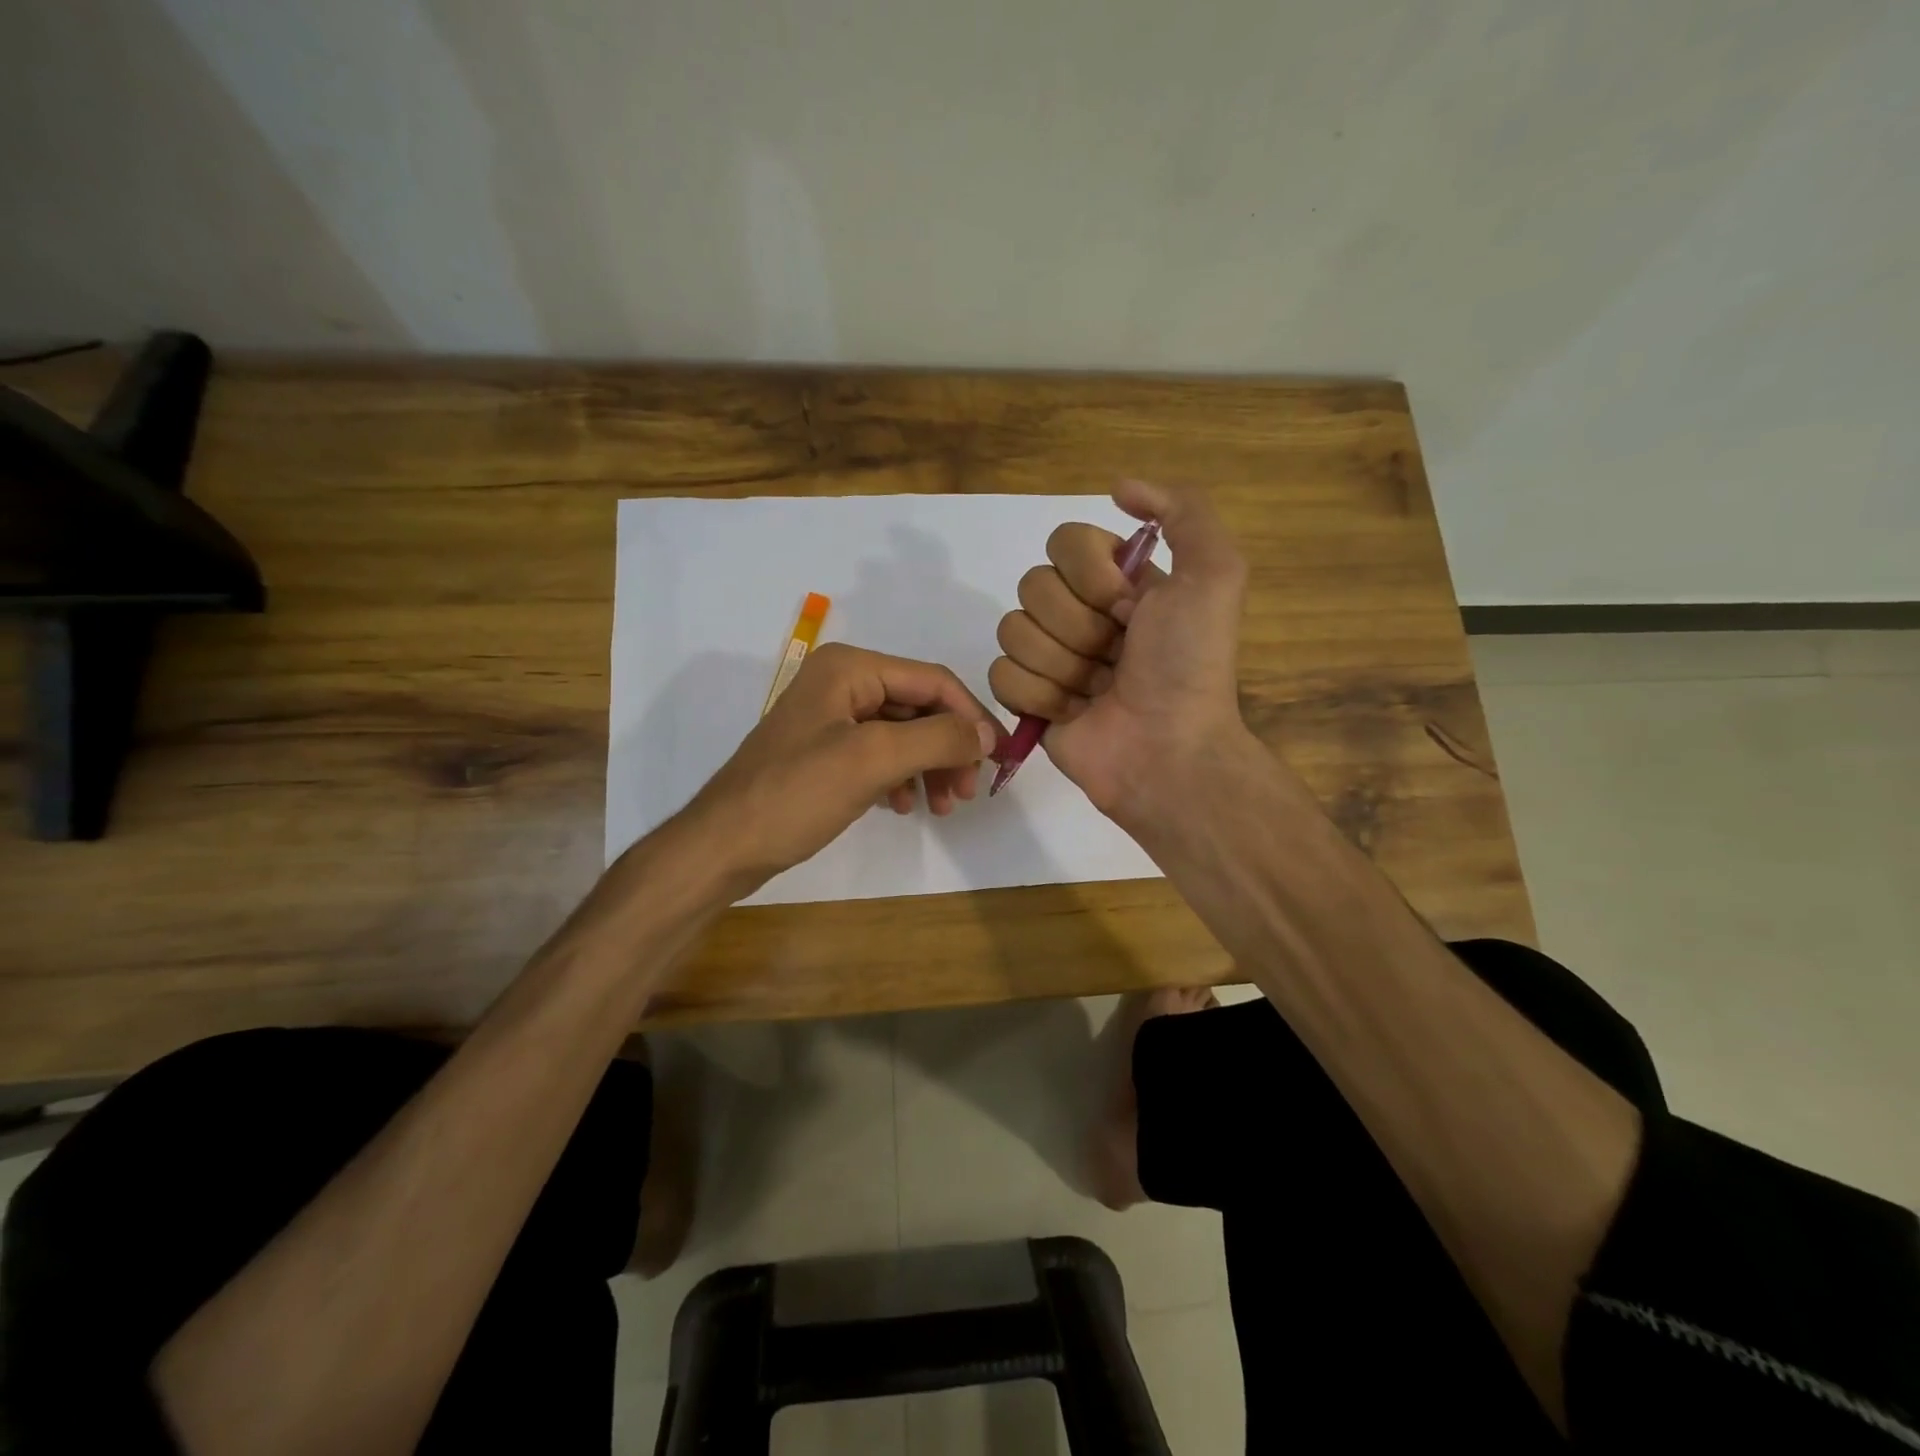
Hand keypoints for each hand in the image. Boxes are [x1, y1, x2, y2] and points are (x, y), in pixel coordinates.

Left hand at [685, 642, 1001, 891]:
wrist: (724, 846)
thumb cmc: (796, 794)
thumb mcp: (872, 760)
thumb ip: (937, 739)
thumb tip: (986, 734)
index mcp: (850, 668)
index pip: (933, 681)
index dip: (972, 717)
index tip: (999, 759)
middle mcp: (842, 683)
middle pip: (920, 707)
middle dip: (949, 748)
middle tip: (967, 792)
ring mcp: (831, 719)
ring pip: (903, 734)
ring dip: (929, 767)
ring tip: (943, 807)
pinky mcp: (825, 753)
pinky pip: (880, 756)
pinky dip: (901, 778)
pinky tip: (904, 806)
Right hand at [988, 478, 1250, 823]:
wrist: (1166, 750)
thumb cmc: (1188, 665)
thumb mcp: (1215, 575)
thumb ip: (1183, 512)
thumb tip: (1118, 488)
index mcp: (1116, 581)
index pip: (1064, 542)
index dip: (1091, 576)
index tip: (1128, 608)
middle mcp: (1079, 612)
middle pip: (1033, 586)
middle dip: (1079, 627)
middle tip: (1115, 657)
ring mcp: (1050, 656)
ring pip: (1013, 631)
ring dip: (1062, 665)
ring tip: (1097, 690)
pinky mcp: (1027, 699)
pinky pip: (1000, 675)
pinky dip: (1039, 696)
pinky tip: (1072, 713)